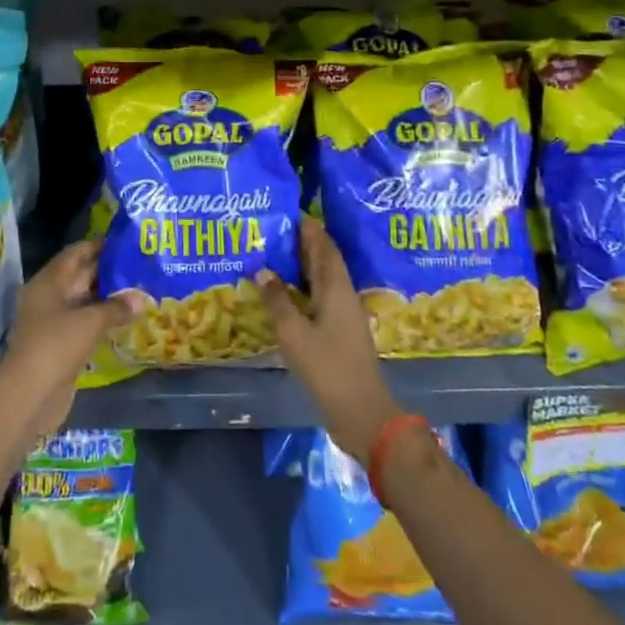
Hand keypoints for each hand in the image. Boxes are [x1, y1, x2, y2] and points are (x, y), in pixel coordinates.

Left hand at [0, 238, 140, 439]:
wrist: (29, 395)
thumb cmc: (56, 346)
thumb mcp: (90, 322)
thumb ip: (117, 307)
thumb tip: (141, 297)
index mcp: (48, 282)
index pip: (76, 253)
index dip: (100, 245)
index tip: (127, 242)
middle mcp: (49, 297)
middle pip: (81, 276)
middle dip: (109, 271)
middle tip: (141, 265)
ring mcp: (53, 322)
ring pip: (85, 301)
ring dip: (109, 298)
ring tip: (141, 290)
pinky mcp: (60, 345)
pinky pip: (85, 324)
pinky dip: (103, 320)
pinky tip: (127, 319)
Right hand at [259, 217, 401, 463]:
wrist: (361, 410)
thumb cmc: (327, 366)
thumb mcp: (294, 332)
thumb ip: (277, 300)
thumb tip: (263, 270)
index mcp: (336, 287)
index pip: (324, 247)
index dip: (310, 229)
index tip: (291, 213)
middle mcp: (343, 294)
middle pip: (324, 261)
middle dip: (305, 244)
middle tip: (277, 231)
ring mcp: (344, 314)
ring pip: (323, 280)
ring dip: (304, 266)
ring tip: (277, 255)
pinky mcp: (340, 332)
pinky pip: (321, 298)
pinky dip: (304, 288)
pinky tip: (286, 293)